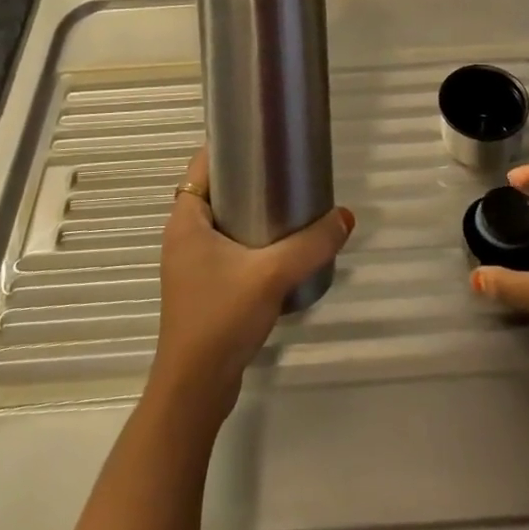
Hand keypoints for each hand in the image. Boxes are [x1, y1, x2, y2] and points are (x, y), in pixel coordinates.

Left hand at [149, 147, 353, 424]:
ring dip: (251, 212)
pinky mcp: (204, 289)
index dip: (228, 146)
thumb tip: (346, 216)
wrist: (196, 391)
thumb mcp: (271, 275)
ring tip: (291, 203)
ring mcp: (191, 265)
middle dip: (248, 178)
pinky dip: (250, 240)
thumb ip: (311, 244)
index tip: (263, 138)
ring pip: (223, 222)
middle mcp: (183, 237)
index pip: (201, 165)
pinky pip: (228, 249)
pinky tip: (281, 248)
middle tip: (286, 169)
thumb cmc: (221, 318)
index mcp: (185, 221)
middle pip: (215, 191)